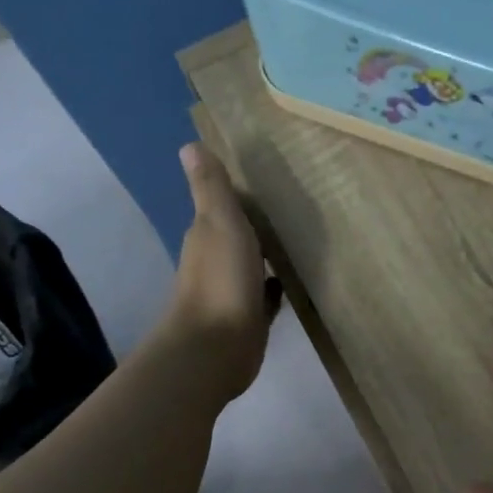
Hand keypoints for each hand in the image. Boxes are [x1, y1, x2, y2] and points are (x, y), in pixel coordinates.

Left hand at [161, 143, 280, 401]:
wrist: (217, 347)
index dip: (243, 198)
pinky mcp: (250, 320)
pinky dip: (277, 288)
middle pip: (241, 237)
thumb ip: (211, 189)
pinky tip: (297, 282)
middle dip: (260, 226)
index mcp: (207, 235)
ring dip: (271, 257)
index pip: (225, 208)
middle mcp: (217, 262)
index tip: (272, 183)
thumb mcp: (220, 223)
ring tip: (303, 242)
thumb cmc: (221, 281)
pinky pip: (266, 297)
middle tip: (297, 210)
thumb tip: (189, 145)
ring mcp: (233, 293)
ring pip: (254, 267)